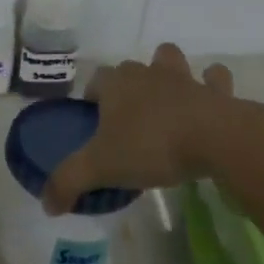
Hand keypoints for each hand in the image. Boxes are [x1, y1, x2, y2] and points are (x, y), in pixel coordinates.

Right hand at [43, 44, 236, 213]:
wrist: (214, 138)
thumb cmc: (151, 146)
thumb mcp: (101, 168)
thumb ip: (69, 181)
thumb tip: (47, 204)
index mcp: (116, 85)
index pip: (96, 80)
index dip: (93, 96)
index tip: (94, 120)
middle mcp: (146, 73)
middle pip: (130, 68)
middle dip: (127, 84)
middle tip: (128, 117)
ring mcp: (183, 78)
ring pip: (169, 58)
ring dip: (167, 70)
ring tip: (167, 96)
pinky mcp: (216, 92)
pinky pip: (214, 79)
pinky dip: (212, 85)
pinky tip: (210, 99)